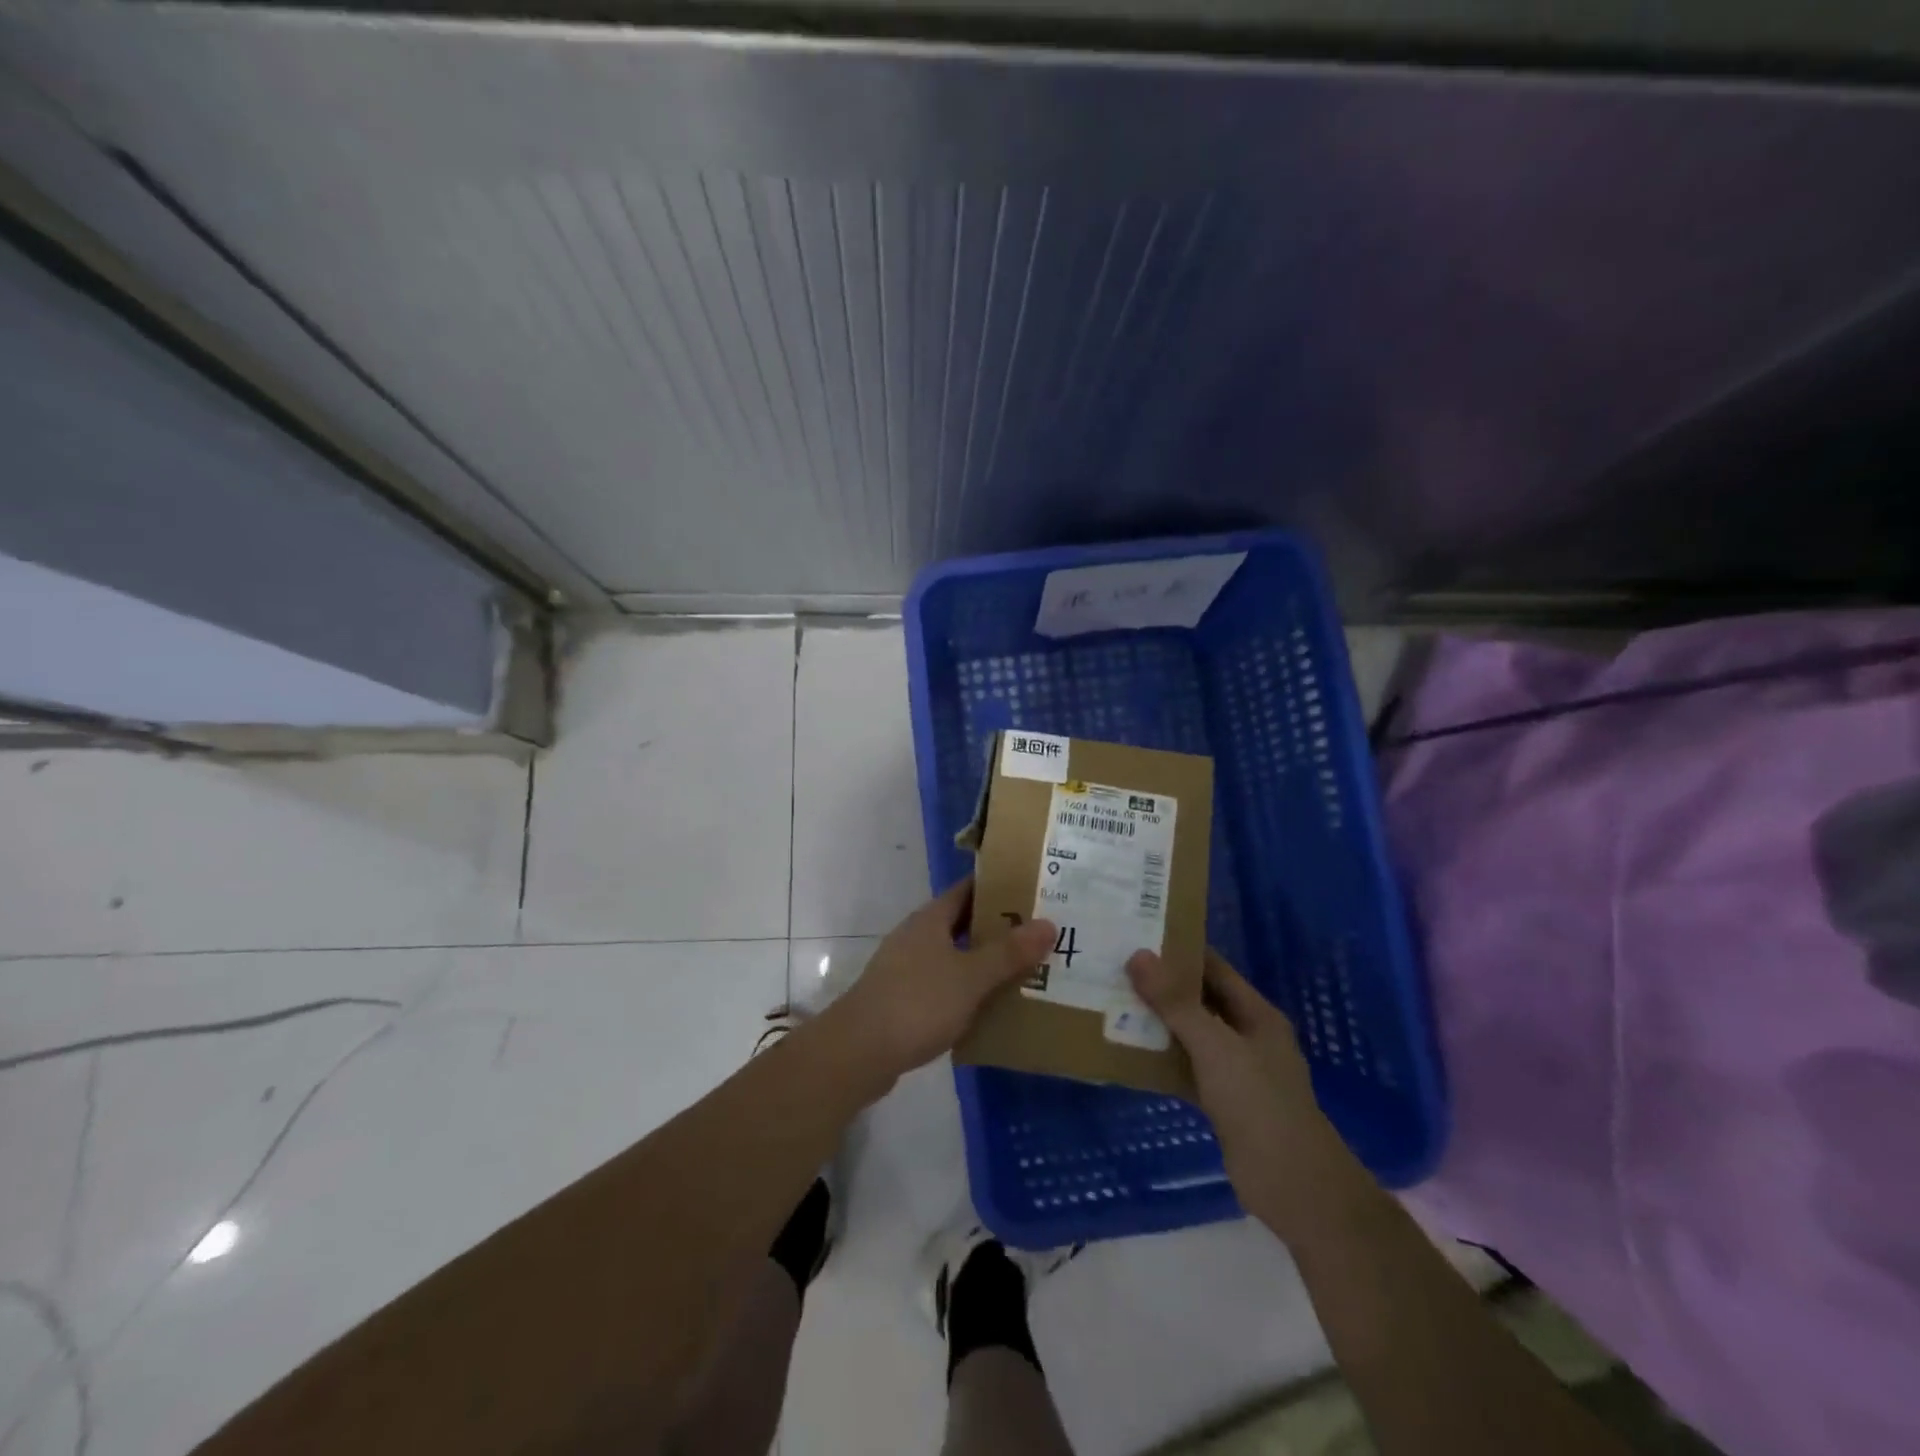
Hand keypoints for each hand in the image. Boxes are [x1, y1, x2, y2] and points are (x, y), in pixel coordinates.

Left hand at [826, 879, 1055, 1081]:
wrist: (858, 1052)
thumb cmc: (917, 1003)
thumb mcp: (970, 977)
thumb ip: (1008, 953)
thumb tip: (1048, 924)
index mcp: (930, 919)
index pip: (968, 890)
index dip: (999, 887)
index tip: (1033, 891)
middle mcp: (916, 936)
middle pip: (962, 923)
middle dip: (998, 928)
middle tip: (1040, 934)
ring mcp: (905, 968)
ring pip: (953, 956)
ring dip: (983, 962)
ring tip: (1024, 970)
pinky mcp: (902, 1000)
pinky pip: (943, 986)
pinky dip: (966, 990)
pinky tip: (989, 1008)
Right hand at [1128, 947, 1341, 1233]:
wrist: (1294, 1186)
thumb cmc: (1259, 1103)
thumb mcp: (1214, 1046)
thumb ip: (1176, 1003)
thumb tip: (1138, 955)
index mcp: (1256, 1014)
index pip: (1214, 968)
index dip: (1179, 951)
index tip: (1137, 936)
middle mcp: (1248, 1036)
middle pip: (1200, 1000)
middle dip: (1162, 986)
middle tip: (1115, 968)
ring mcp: (1237, 1072)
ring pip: (1191, 1036)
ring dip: (1158, 1023)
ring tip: (1113, 1003)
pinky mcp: (1223, 1103)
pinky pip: (1187, 1069)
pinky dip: (1162, 1060)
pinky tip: (1128, 1053)